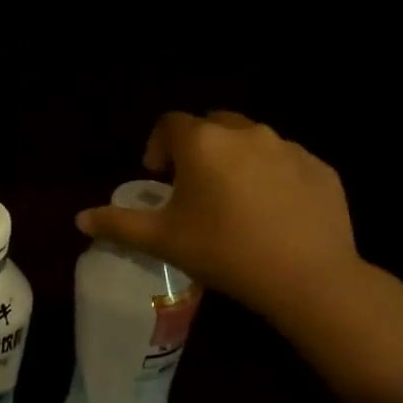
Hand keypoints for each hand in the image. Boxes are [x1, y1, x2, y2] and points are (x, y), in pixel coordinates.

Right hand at [76, 110, 362, 326]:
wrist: (308, 278)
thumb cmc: (224, 251)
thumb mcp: (162, 240)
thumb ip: (118, 224)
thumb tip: (80, 219)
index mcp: (203, 143)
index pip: (170, 124)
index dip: (158, 145)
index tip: (158, 175)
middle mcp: (246, 133)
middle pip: (213, 125)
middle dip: (198, 147)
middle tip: (194, 186)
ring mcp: (289, 148)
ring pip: (252, 141)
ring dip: (236, 160)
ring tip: (234, 201)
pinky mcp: (321, 169)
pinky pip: (287, 163)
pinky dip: (273, 177)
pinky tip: (272, 214)